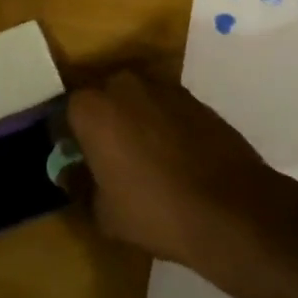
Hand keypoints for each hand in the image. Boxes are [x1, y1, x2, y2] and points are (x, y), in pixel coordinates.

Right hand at [64, 71, 281, 266]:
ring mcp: (164, 87)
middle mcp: (125, 85)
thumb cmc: (155, 211)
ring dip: (134, 119)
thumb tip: (71, 172)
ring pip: (136, 99)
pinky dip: (163, 123)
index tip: (77, 160)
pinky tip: (173, 156)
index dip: (70, 137)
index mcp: (93, 108)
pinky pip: (165, 106)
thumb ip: (81, 185)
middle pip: (102, 97)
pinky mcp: (194, 97)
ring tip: (144, 158)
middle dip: (102, 121)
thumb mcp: (104, 212)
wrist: (230, 208)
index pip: (67, 112)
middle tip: (108, 157)